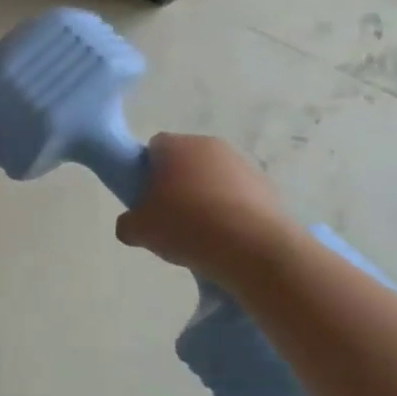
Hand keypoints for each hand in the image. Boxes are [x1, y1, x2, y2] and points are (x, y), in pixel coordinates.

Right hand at [115, 134, 296, 285]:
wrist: (254, 249)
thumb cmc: (187, 227)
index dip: (146, 172)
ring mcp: (243, 165)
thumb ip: (128, 222)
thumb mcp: (139, 231)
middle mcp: (211, 146)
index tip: (146, 199)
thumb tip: (132, 225)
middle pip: (185, 161)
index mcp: (177, 146)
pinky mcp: (268, 187)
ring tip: (201, 234)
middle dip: (176, 184)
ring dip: (205, 198)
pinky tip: (227, 239)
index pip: (153, 148)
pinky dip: (231, 212)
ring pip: (213, 178)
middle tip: (170, 218)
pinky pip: (239, 196)